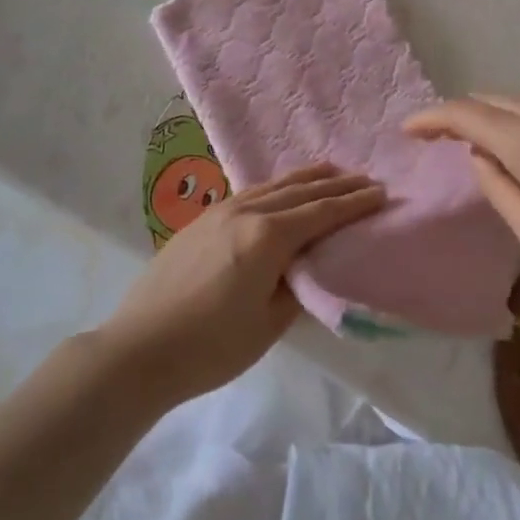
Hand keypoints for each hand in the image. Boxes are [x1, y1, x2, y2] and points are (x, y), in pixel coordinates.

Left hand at [95, 164, 384, 405]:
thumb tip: (307, 267)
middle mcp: (246, 212)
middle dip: (336, 185)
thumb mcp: (268, 325)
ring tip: (331, 171)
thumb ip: (296, 289)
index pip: (321, 213)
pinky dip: (277, 187)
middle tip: (365, 178)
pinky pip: (251, 192)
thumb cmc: (210, 346)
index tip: (380, 192)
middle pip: (300, 191)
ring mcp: (220, 211)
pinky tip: (280, 190)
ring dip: (306, 178)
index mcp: (267, 237)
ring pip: (273, 185)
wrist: (140, 347)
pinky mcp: (202, 220)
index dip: (353, 203)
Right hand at [404, 94, 519, 303]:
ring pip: (512, 104)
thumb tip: (480, 157)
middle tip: (434, 139)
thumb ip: (494, 185)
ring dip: (486, 118)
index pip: (463, 114)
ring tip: (470, 145)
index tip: (406, 130)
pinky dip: (512, 123)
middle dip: (456, 115)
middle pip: (487, 101)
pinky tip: (513, 149)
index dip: (430, 119)